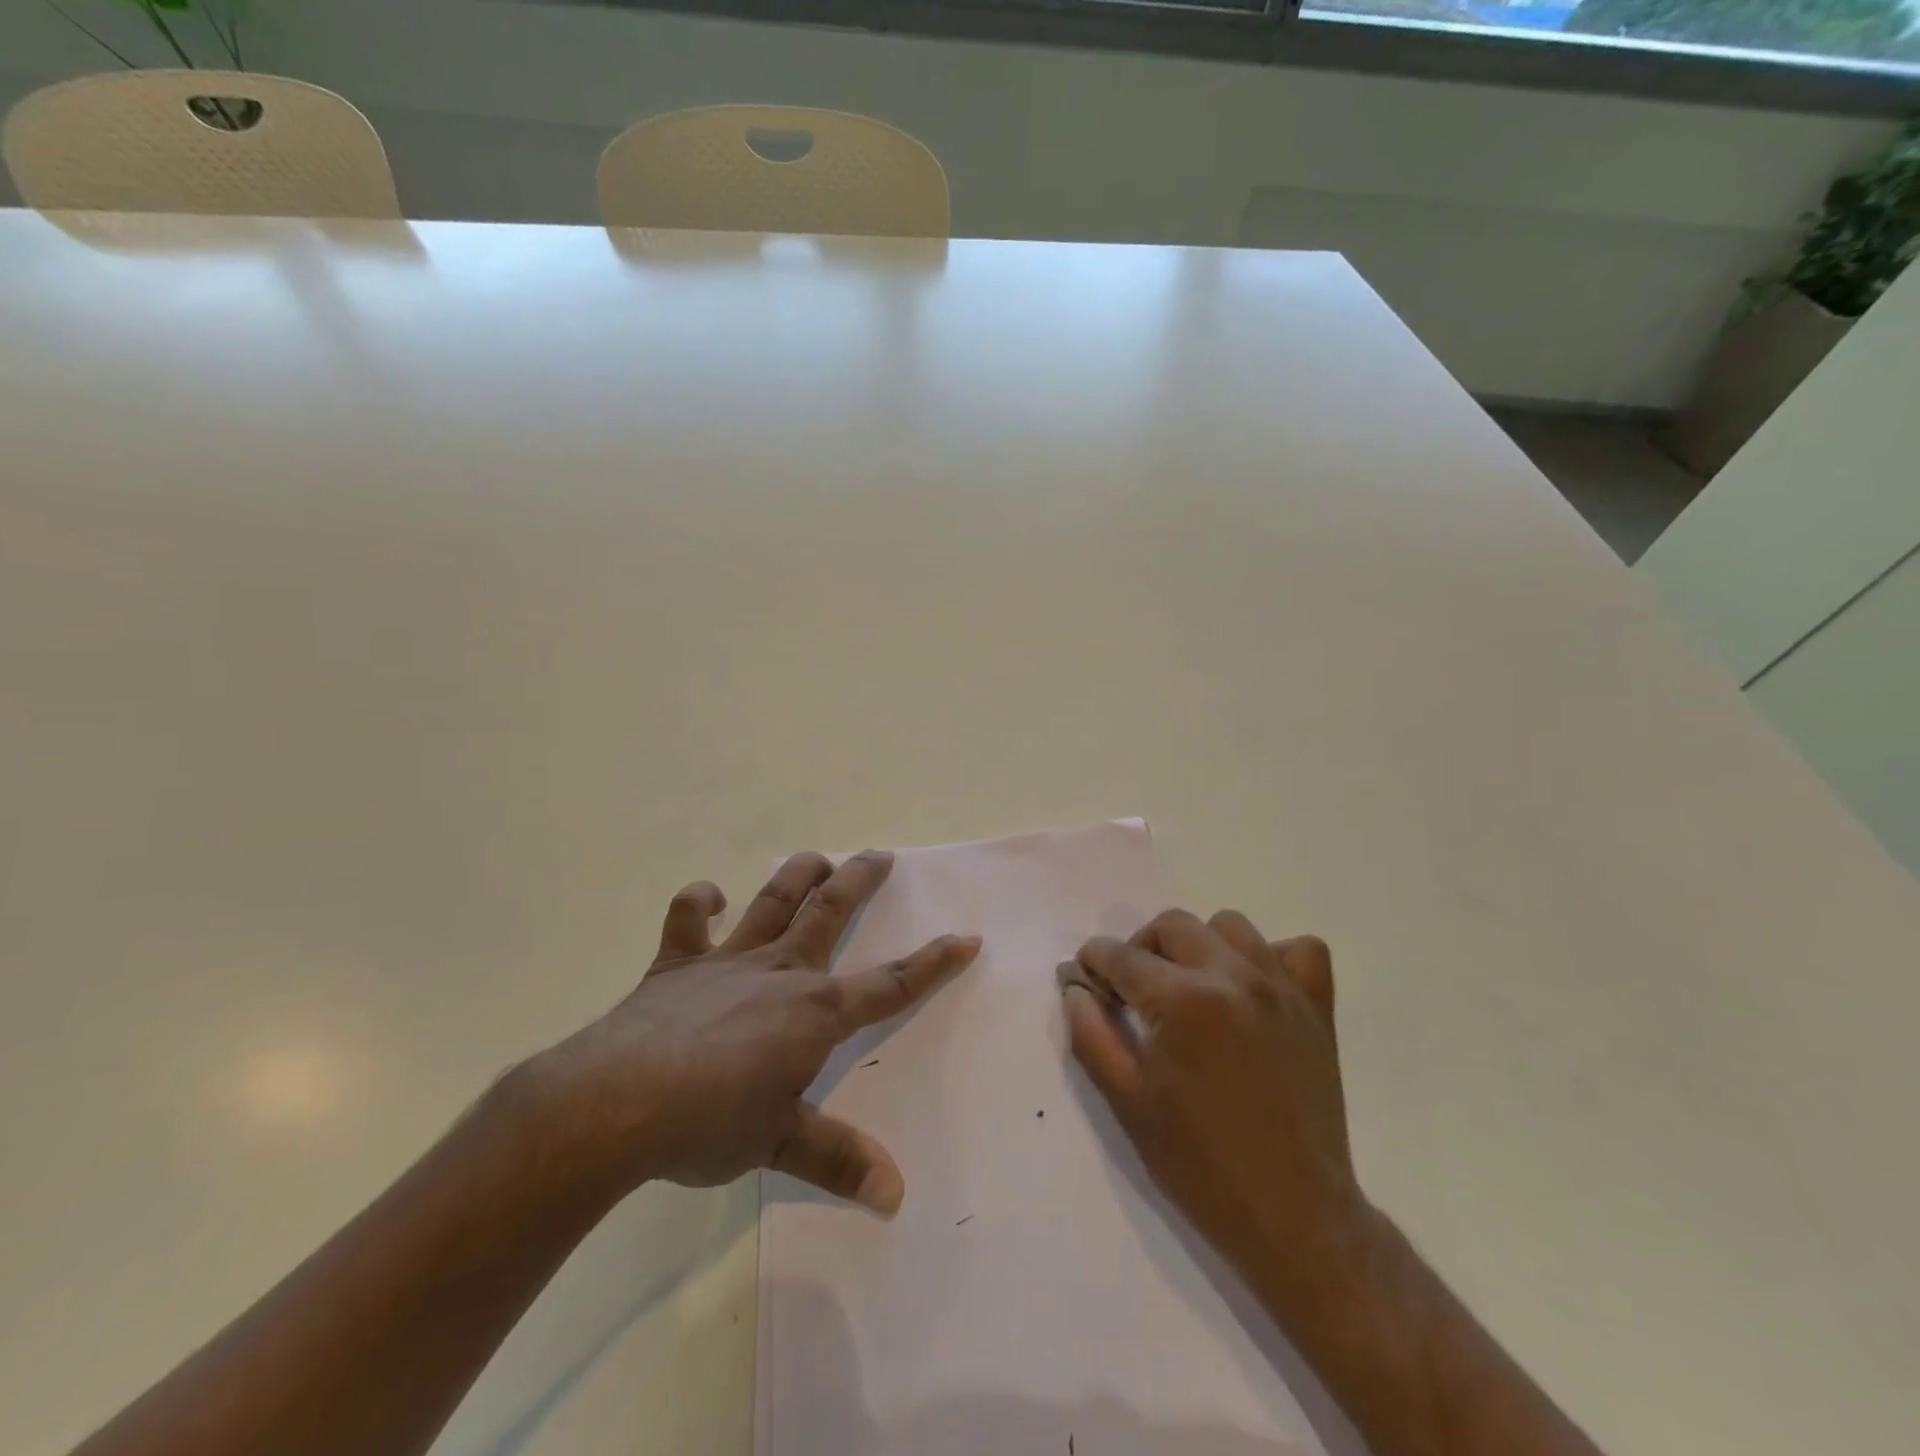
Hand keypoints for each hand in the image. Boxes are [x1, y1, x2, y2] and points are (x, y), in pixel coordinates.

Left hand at [526, 849, 978, 1215]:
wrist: (617, 1104)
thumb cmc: (709, 1124)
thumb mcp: (780, 1144)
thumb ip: (838, 1160)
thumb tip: (894, 1197)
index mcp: (813, 1011)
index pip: (889, 984)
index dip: (932, 962)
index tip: (966, 938)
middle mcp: (779, 971)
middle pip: (830, 912)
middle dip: (861, 881)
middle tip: (880, 855)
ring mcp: (726, 961)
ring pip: (772, 900)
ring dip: (797, 874)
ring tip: (818, 858)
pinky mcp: (677, 964)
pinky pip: (688, 919)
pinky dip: (700, 901)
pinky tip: (710, 897)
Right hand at [1059, 910, 1368, 1324]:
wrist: (1294, 1217)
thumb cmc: (1200, 1164)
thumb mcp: (1126, 1102)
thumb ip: (1090, 1034)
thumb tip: (1075, 988)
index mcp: (1183, 1001)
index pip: (1122, 955)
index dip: (1094, 962)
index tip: (1086, 979)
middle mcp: (1233, 977)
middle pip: (1171, 925)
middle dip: (1139, 948)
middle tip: (1132, 991)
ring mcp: (1281, 988)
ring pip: (1229, 925)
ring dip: (1198, 946)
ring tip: (1190, 988)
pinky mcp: (1317, 1007)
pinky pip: (1299, 950)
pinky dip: (1271, 957)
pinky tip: (1251, 989)